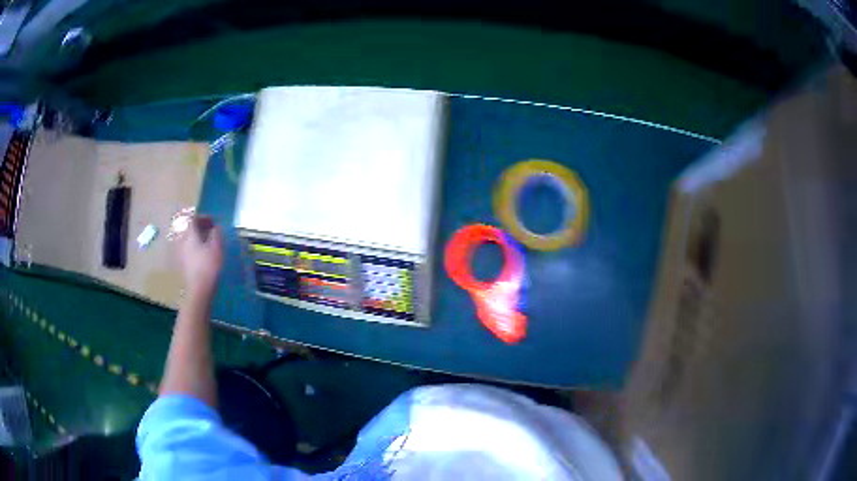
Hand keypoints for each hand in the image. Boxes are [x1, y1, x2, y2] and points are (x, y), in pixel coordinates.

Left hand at [177, 216, 223, 300]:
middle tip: (211, 230)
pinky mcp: (183, 264)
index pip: (193, 219)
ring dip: (198, 238)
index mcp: (190, 235)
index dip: (203, 218)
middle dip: (200, 227)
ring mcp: (181, 254)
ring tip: (209, 242)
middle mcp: (183, 242)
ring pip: (189, 240)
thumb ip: (216, 233)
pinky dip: (196, 247)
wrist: (198, 290)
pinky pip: (189, 250)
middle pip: (189, 229)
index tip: (213, 221)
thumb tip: (216, 227)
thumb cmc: (208, 266)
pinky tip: (204, 255)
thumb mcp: (216, 247)